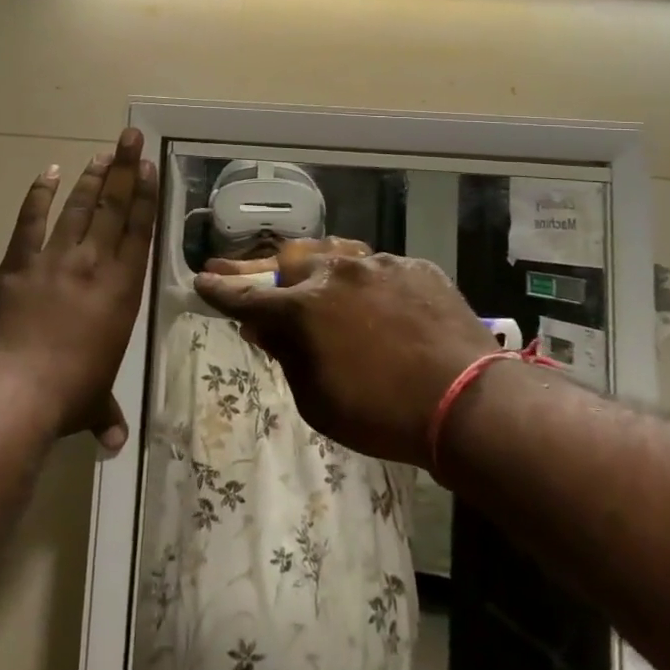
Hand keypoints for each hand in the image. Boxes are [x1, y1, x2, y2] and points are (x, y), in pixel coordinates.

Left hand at [0, 129, 158, 451]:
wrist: (13, 388)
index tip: (148, 167)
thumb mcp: (93, 404)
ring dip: (91, 178)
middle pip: (113, 208)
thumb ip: (106, 415)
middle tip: (131, 138)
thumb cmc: (67, 394)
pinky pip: (31, 221)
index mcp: (122, 291)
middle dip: (123, 170)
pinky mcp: (18, 263)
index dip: (145, 197)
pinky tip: (48, 172)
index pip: (139, 233)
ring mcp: (55, 259)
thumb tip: (115, 445)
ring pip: (78, 208)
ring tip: (102, 153)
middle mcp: (94, 265)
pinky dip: (39, 195)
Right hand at [195, 242, 498, 466]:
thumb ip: (287, 357)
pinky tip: (369, 295)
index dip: (221, 291)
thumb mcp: (319, 401)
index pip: (248, 297)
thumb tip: (265, 330)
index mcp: (305, 308)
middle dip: (261, 269)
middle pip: (288, 262)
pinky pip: (378, 267)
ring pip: (334, 254)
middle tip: (238, 269)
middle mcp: (336, 273)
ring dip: (314, 266)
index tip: (202, 282)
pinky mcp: (415, 267)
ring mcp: (378, 264)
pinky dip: (364, 281)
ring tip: (304, 272)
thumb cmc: (382, 415)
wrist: (467, 401)